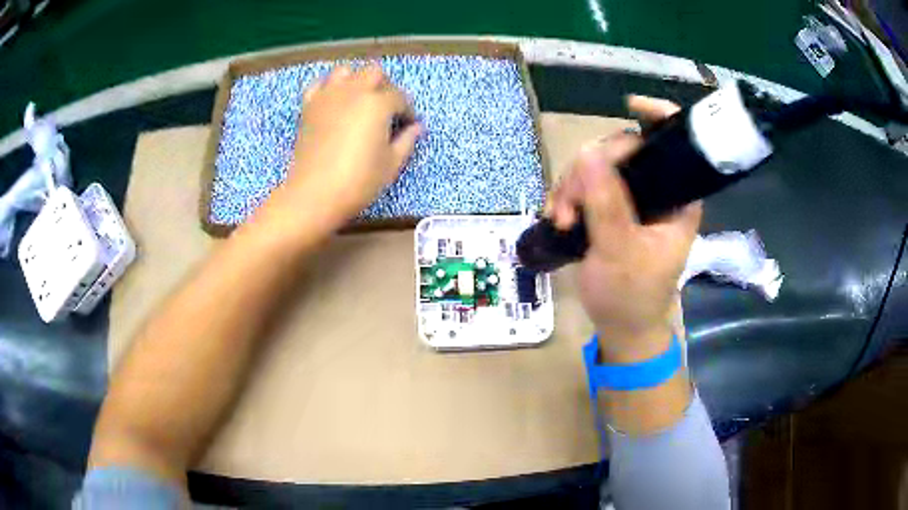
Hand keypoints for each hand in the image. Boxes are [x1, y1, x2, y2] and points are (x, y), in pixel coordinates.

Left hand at [261, 64, 420, 237]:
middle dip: (385, 86)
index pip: (400, 97)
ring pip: (346, 71)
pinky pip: (320, 84)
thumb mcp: (391, 164)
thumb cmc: (358, 180)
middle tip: (386, 108)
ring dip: (356, 80)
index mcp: (378, 103)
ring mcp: (328, 96)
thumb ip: (407, 141)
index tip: (408, 125)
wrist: (315, 193)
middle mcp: (354, 91)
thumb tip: (417, 127)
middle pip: (374, 72)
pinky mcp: (309, 106)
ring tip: (359, 99)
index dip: (407, 111)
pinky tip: (334, 101)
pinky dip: (329, 87)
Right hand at [548, 96, 700, 362]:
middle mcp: (656, 190)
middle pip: (623, 150)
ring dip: (572, 186)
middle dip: (590, 169)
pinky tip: (558, 217)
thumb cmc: (631, 296)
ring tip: (562, 219)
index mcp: (676, 198)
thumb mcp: (620, 253)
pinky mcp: (610, 209)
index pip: (674, 143)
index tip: (629, 106)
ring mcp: (631, 199)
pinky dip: (567, 196)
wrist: (620, 326)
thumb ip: (607, 205)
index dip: (657, 116)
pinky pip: (584, 185)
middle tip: (571, 205)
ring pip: (597, 166)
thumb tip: (588, 153)